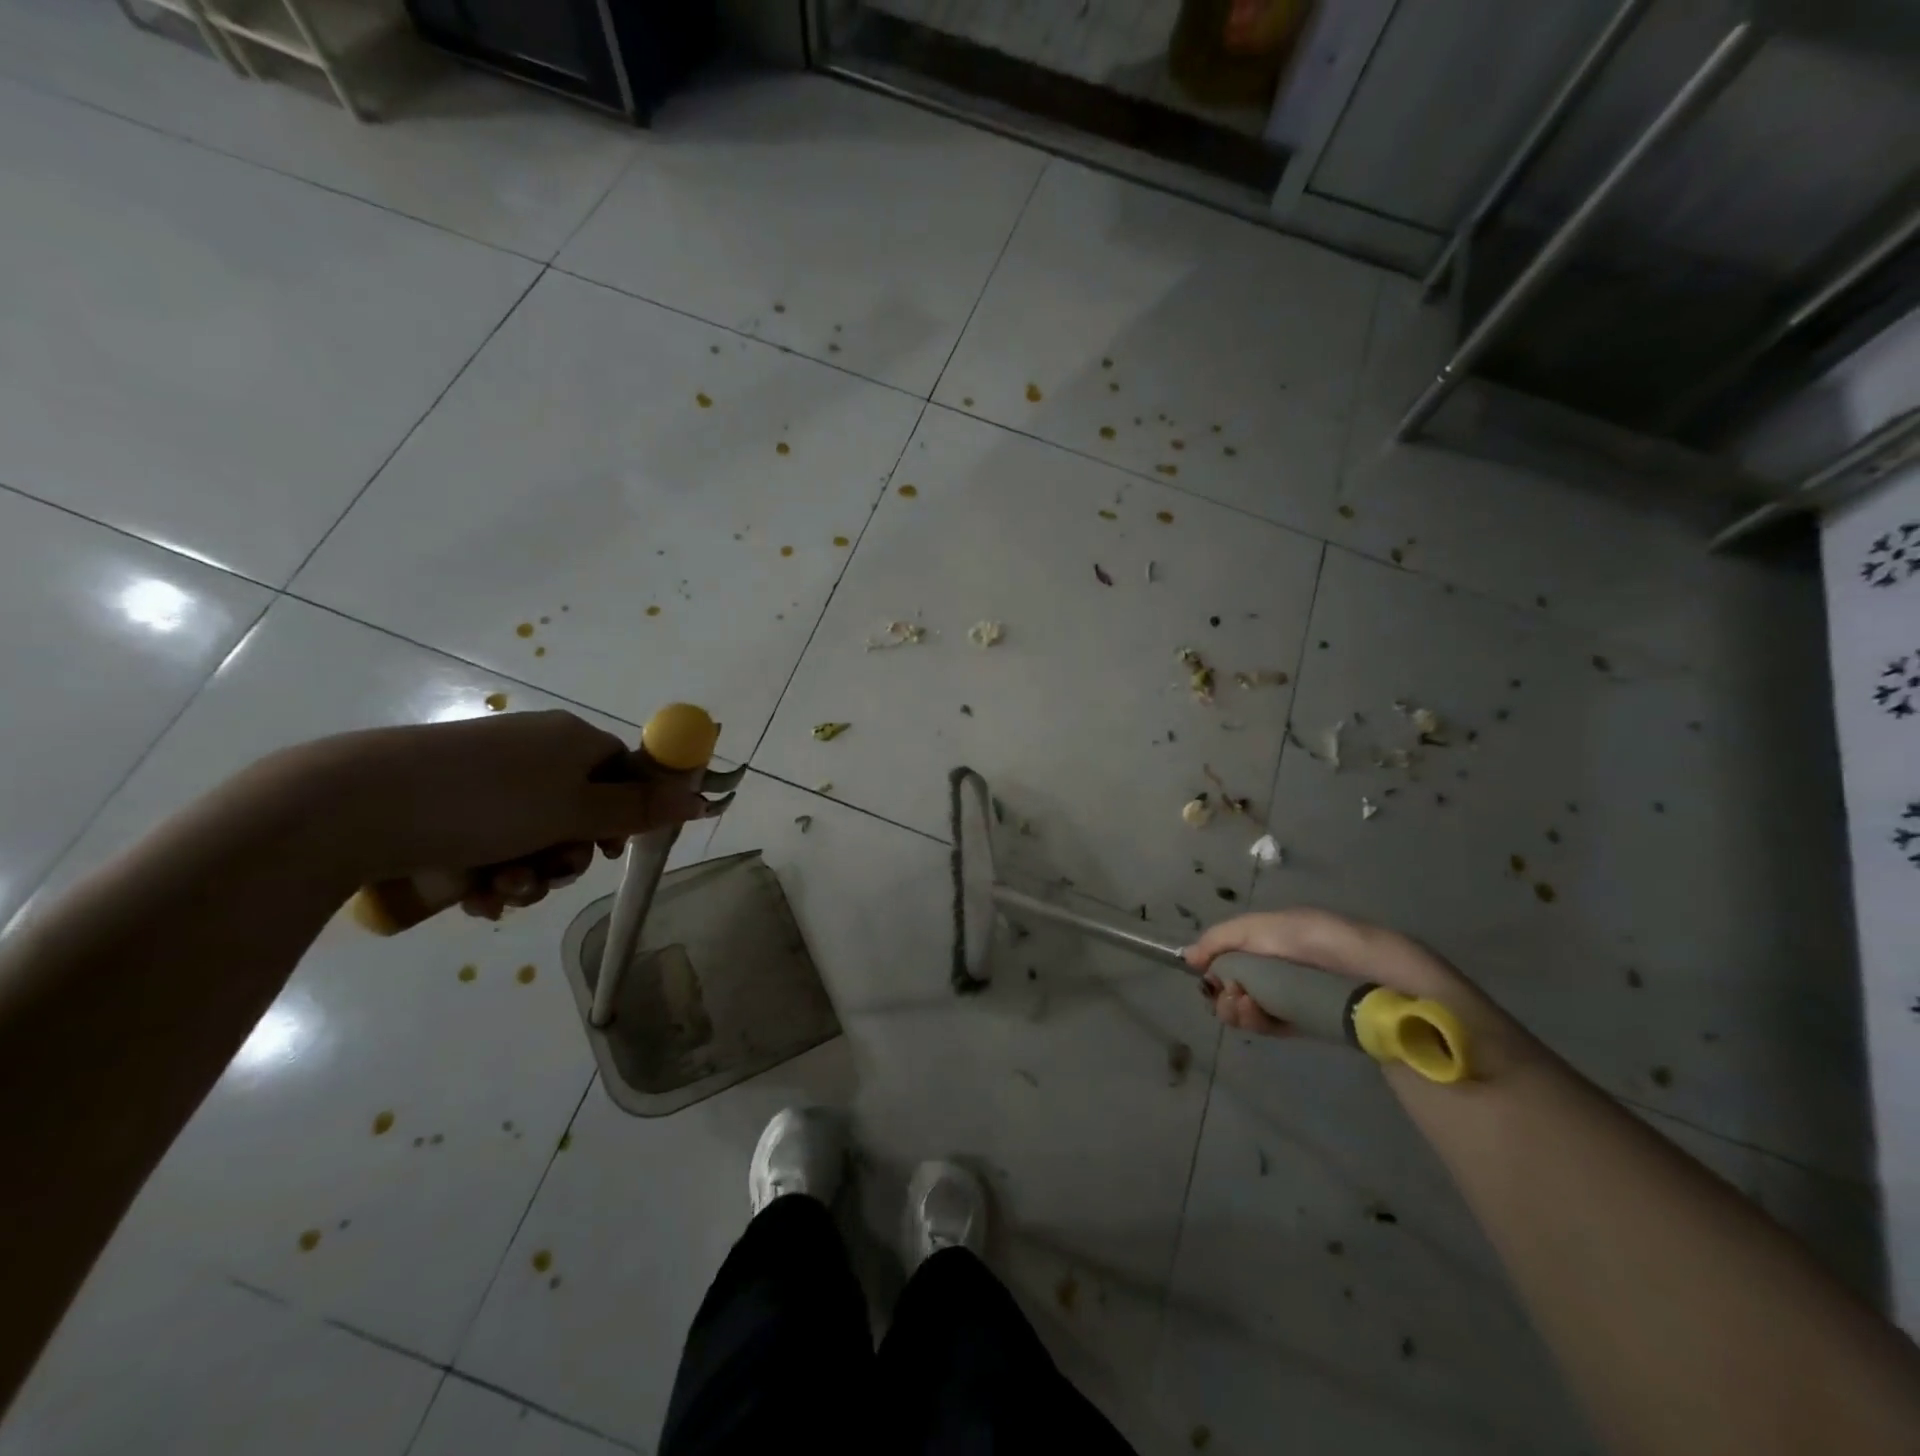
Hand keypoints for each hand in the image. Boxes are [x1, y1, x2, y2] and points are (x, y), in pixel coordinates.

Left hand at [277, 710, 728, 915]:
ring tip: (500, 893)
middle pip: (580, 810)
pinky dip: (489, 873)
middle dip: (568, 856)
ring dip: (528, 874)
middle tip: (549, 876)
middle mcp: (533, 753)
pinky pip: (489, 843)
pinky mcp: (443, 806)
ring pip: (533, 836)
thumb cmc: (486, 803)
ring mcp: (485, 779)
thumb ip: (641, 808)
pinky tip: (473, 896)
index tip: (610, 852)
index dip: (625, 814)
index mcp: (570, 740)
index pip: (622, 772)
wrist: (352, 806)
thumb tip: (702, 797)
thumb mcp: (576, 811)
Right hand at [1185, 905, 1533, 1061]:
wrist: (1420, 1012)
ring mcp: (1316, 993)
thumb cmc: (1352, 959)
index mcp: (1306, 929)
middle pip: (1251, 967)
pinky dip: (1261, 1021)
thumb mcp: (1292, 930)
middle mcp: (1308, 958)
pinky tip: (1253, 1023)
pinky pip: (1282, 1019)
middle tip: (1225, 997)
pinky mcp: (1327, 1026)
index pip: (1249, 935)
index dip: (1220, 948)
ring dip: (1241, 1003)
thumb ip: (1239, 937)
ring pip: (1262, 996)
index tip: (1194, 968)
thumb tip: (1193, 956)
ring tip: (1241, 1013)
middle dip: (1230, 979)